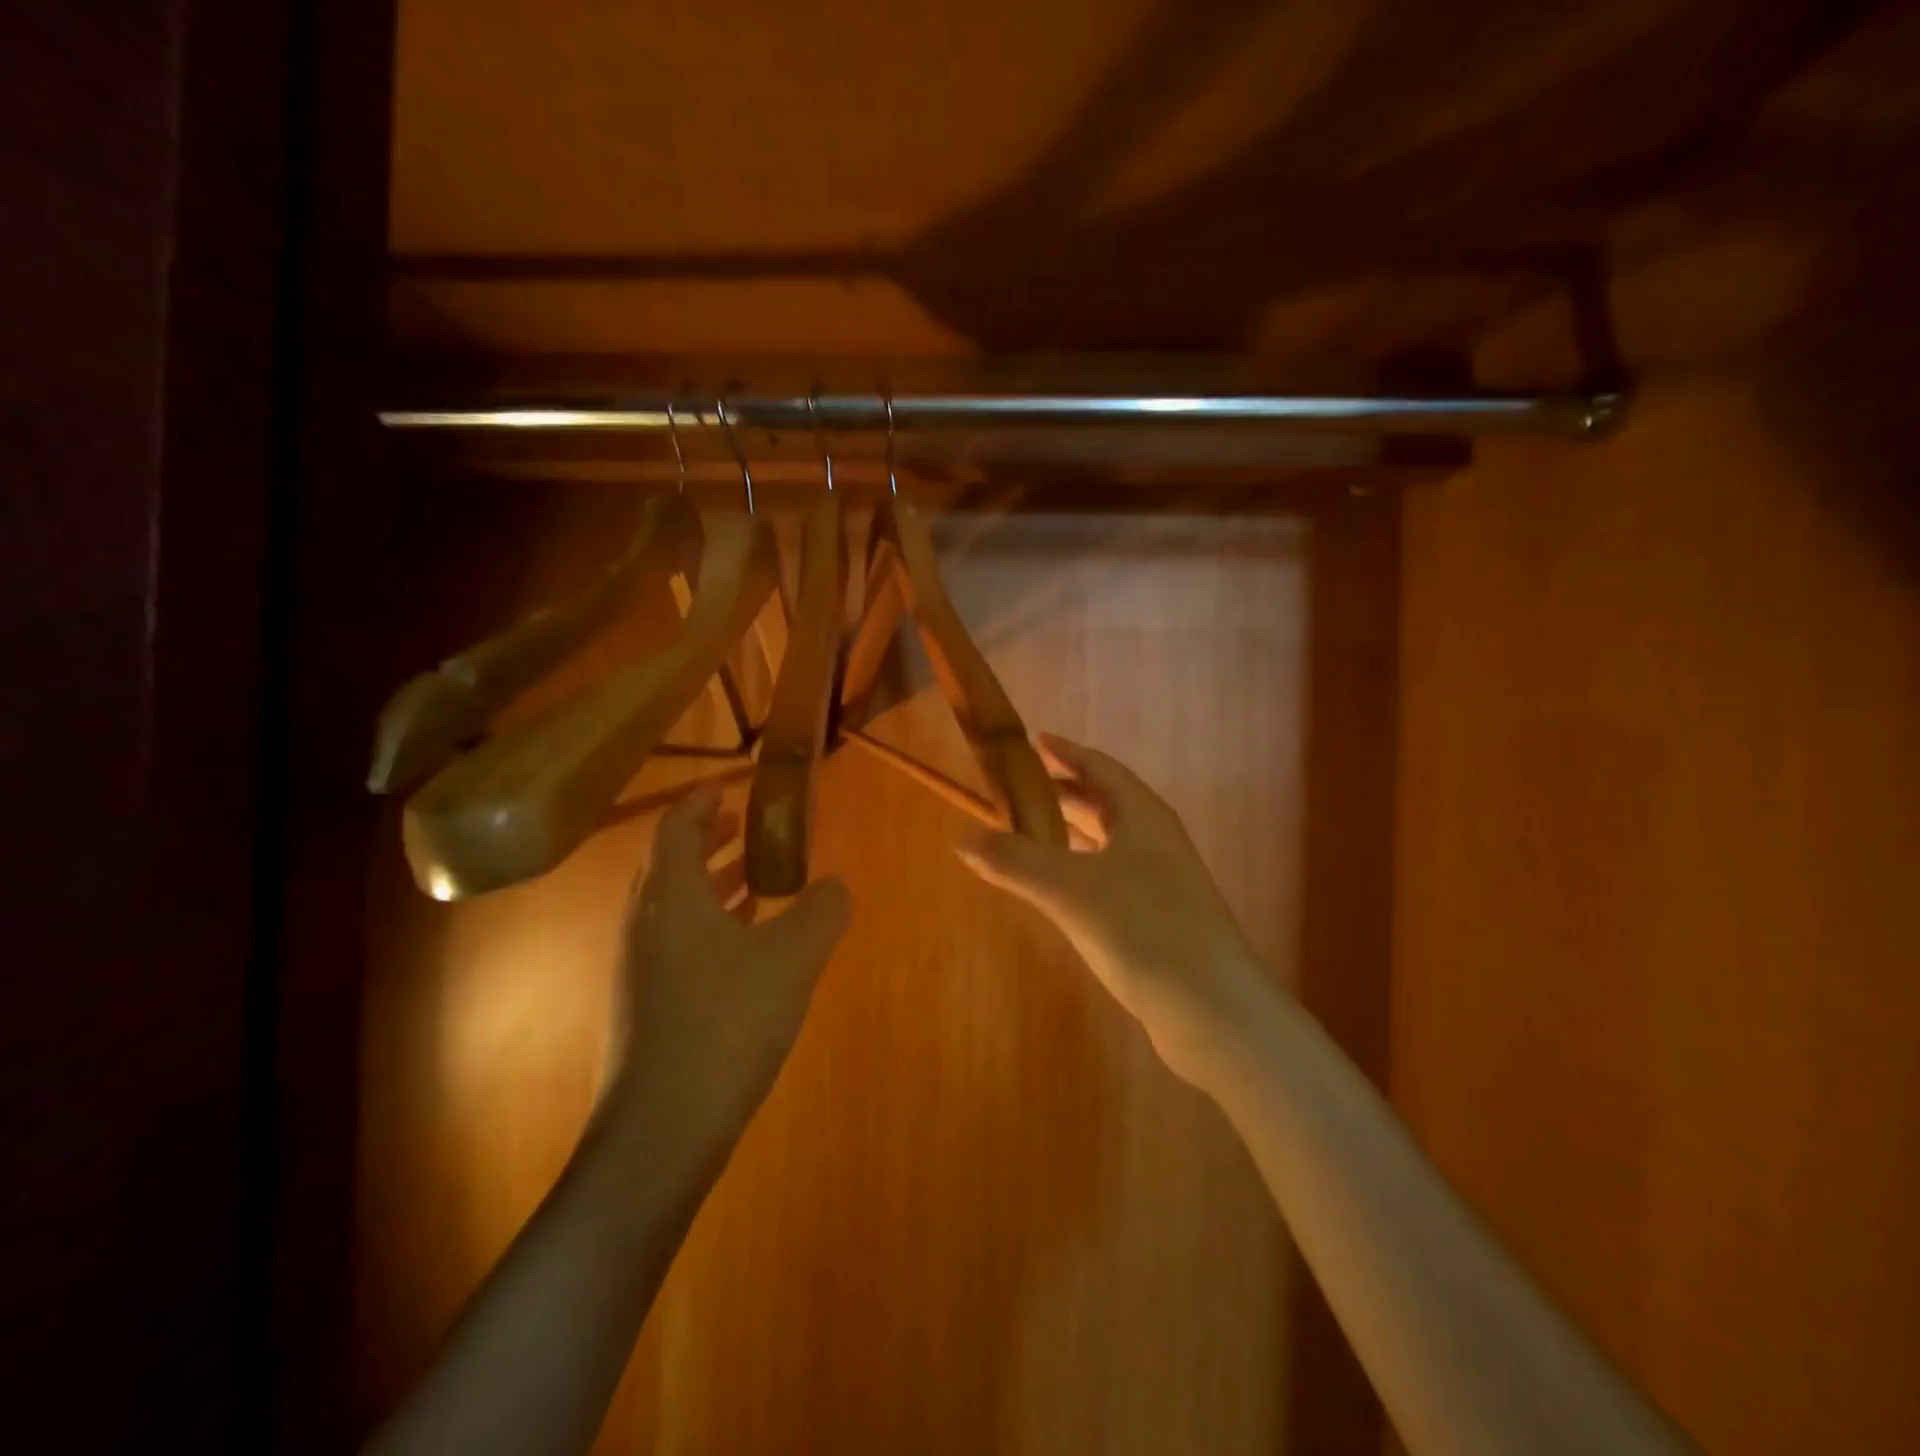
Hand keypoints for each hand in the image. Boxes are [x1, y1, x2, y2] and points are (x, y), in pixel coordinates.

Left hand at [609, 783, 850, 1142]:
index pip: (676, 828)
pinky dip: (710, 927)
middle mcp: (646, 925)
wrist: (662, 1132)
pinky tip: (746, 950)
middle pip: (671, 865)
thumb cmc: (727, 1024)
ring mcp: (640, 970)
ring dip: (712, 885)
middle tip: (746, 826)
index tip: (729, 785)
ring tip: (757, 881)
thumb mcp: (794, 958)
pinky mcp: (646, 1008)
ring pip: (675, 908)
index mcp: (672, 898)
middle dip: (708, 840)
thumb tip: (836, 886)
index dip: (701, 801)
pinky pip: (678, 944)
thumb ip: (822, 910)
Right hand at [956, 735, 1267, 1085]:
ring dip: (1072, 830)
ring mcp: (1164, 881)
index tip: (1035, 741)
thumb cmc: (1145, 930)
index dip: (1067, 752)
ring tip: (1031, 832)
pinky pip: (1112, 874)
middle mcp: (1156, 841)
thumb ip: (1014, 861)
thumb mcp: (1069, 890)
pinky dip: (1082, 867)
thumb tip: (961, 837)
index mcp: (1143, 817)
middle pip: (1106, 802)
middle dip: (1064, 791)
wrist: (1215, 1010)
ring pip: (1110, 840)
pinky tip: (1061, 889)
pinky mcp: (1162, 918)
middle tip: (1020, 789)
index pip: (1100, 768)